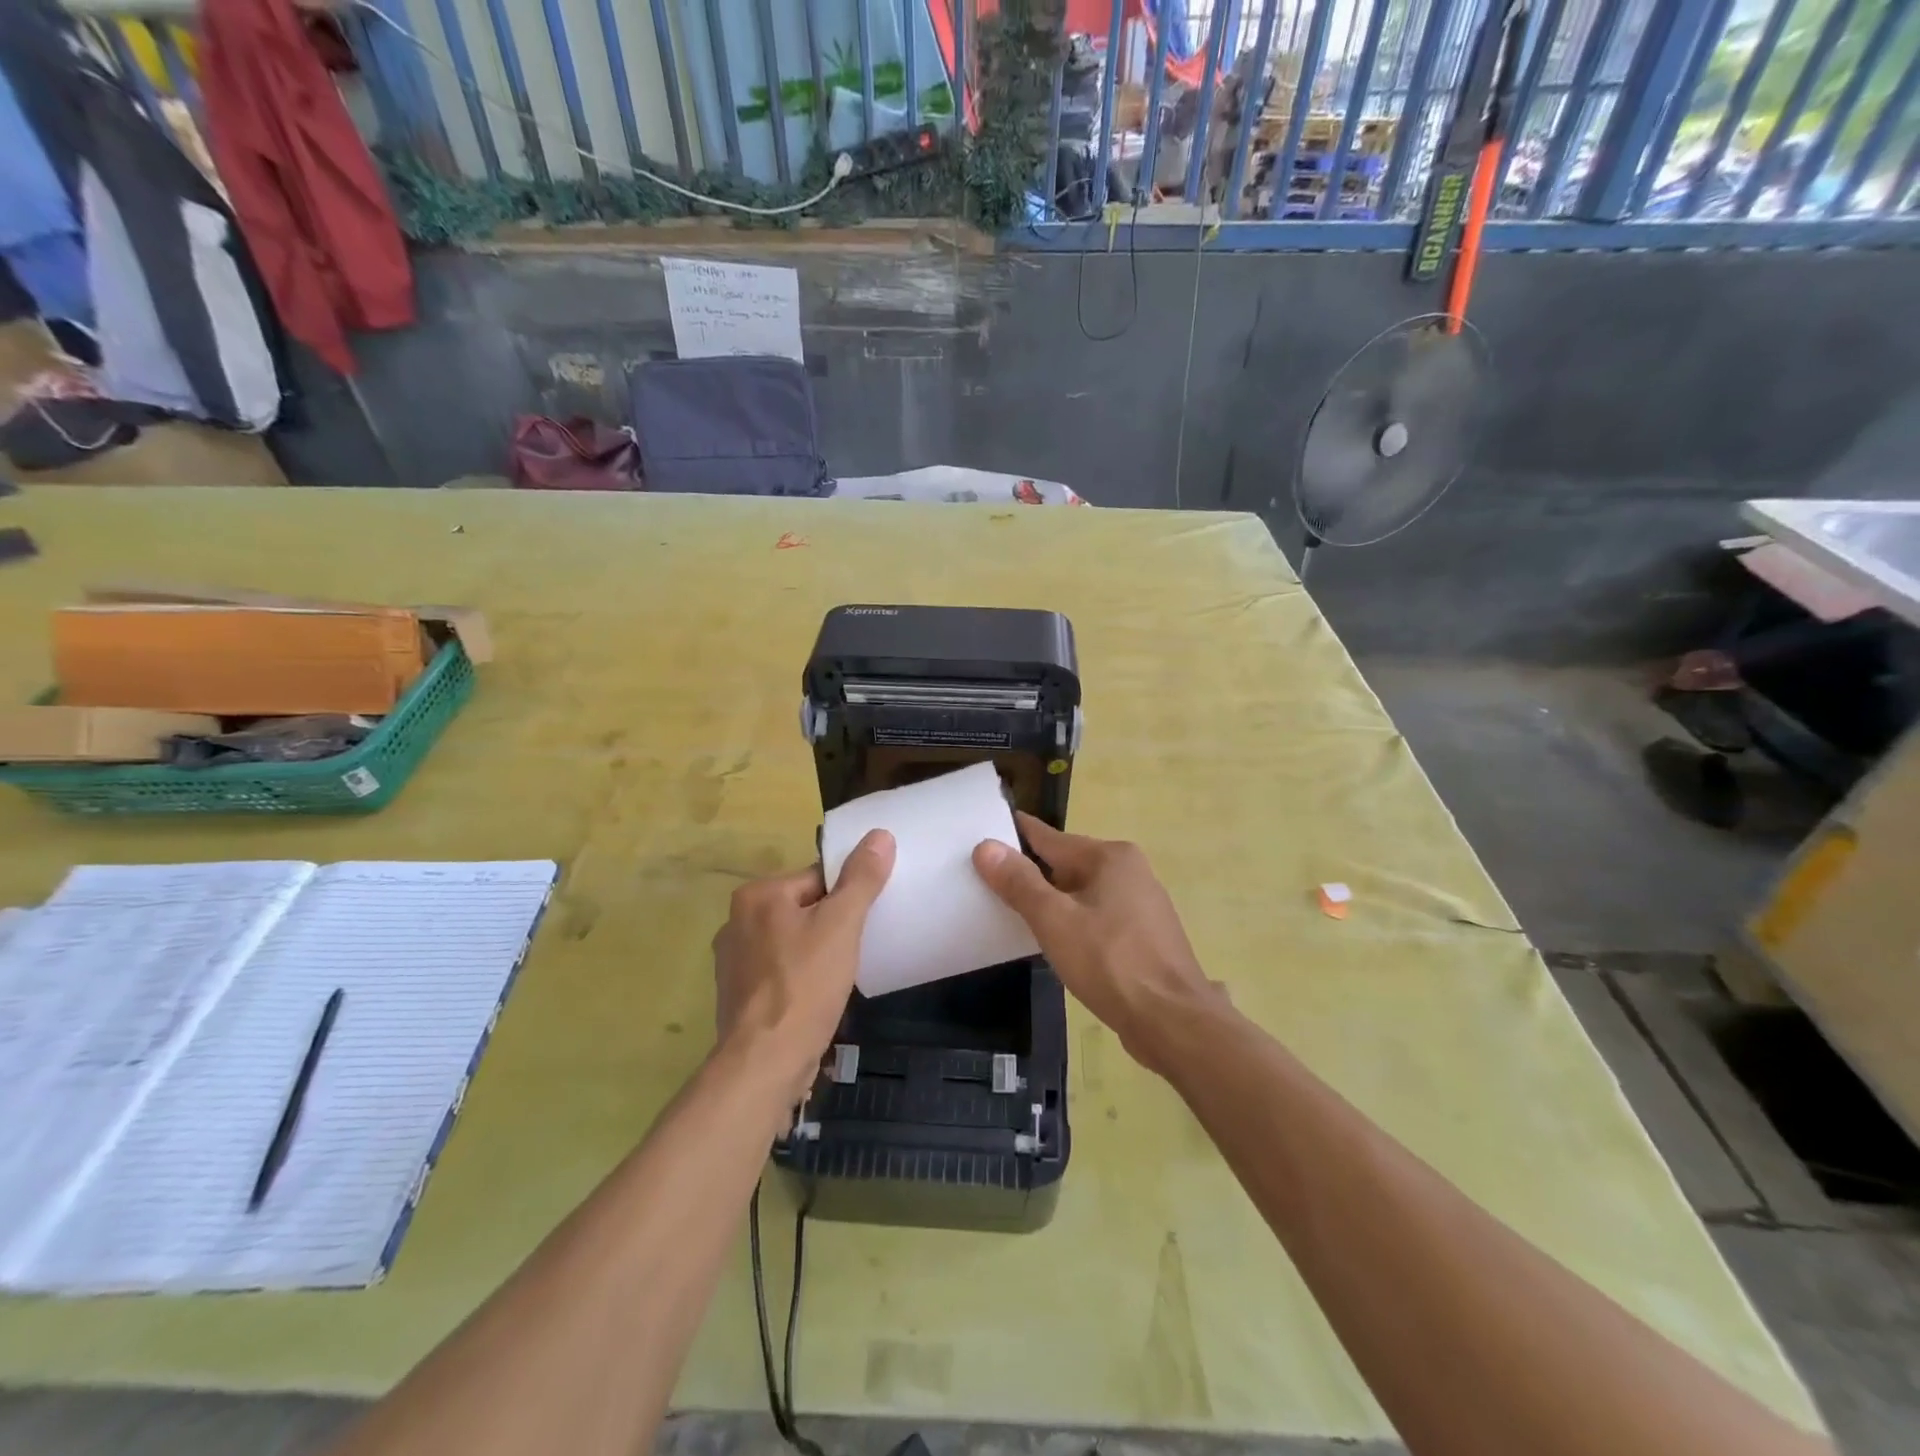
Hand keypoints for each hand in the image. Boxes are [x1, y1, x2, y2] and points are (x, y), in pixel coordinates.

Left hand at [712, 830, 894, 1101]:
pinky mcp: (737, 994)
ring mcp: (732, 961)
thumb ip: (861, 879)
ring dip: (816, 953)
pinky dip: (799, 977)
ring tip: (839, 976)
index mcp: (757, 895)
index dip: (847, 897)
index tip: (865, 922)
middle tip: (856, 949)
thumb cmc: (804, 985)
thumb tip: (879, 835)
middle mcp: (736, 921)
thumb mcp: (842, 925)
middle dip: (831, 926)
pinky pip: (780, 970)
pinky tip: (816, 996)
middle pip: (804, 908)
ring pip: (792, 941)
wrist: (764, 1063)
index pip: (817, 878)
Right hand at [973, 814, 1224, 1075]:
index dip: (1015, 836)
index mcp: (1110, 857)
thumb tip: (986, 846)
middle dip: (1031, 873)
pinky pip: (1097, 917)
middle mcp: (1130, 871)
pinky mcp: (1144, 936)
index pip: (1050, 837)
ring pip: (1082, 893)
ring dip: (1052, 901)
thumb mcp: (1054, 920)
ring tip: (1013, 913)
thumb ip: (1019, 883)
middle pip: (1067, 864)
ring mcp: (1141, 904)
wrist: (1173, 1022)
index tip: (983, 832)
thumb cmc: (1111, 963)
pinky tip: (1055, 941)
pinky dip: (1074, 922)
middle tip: (987, 881)